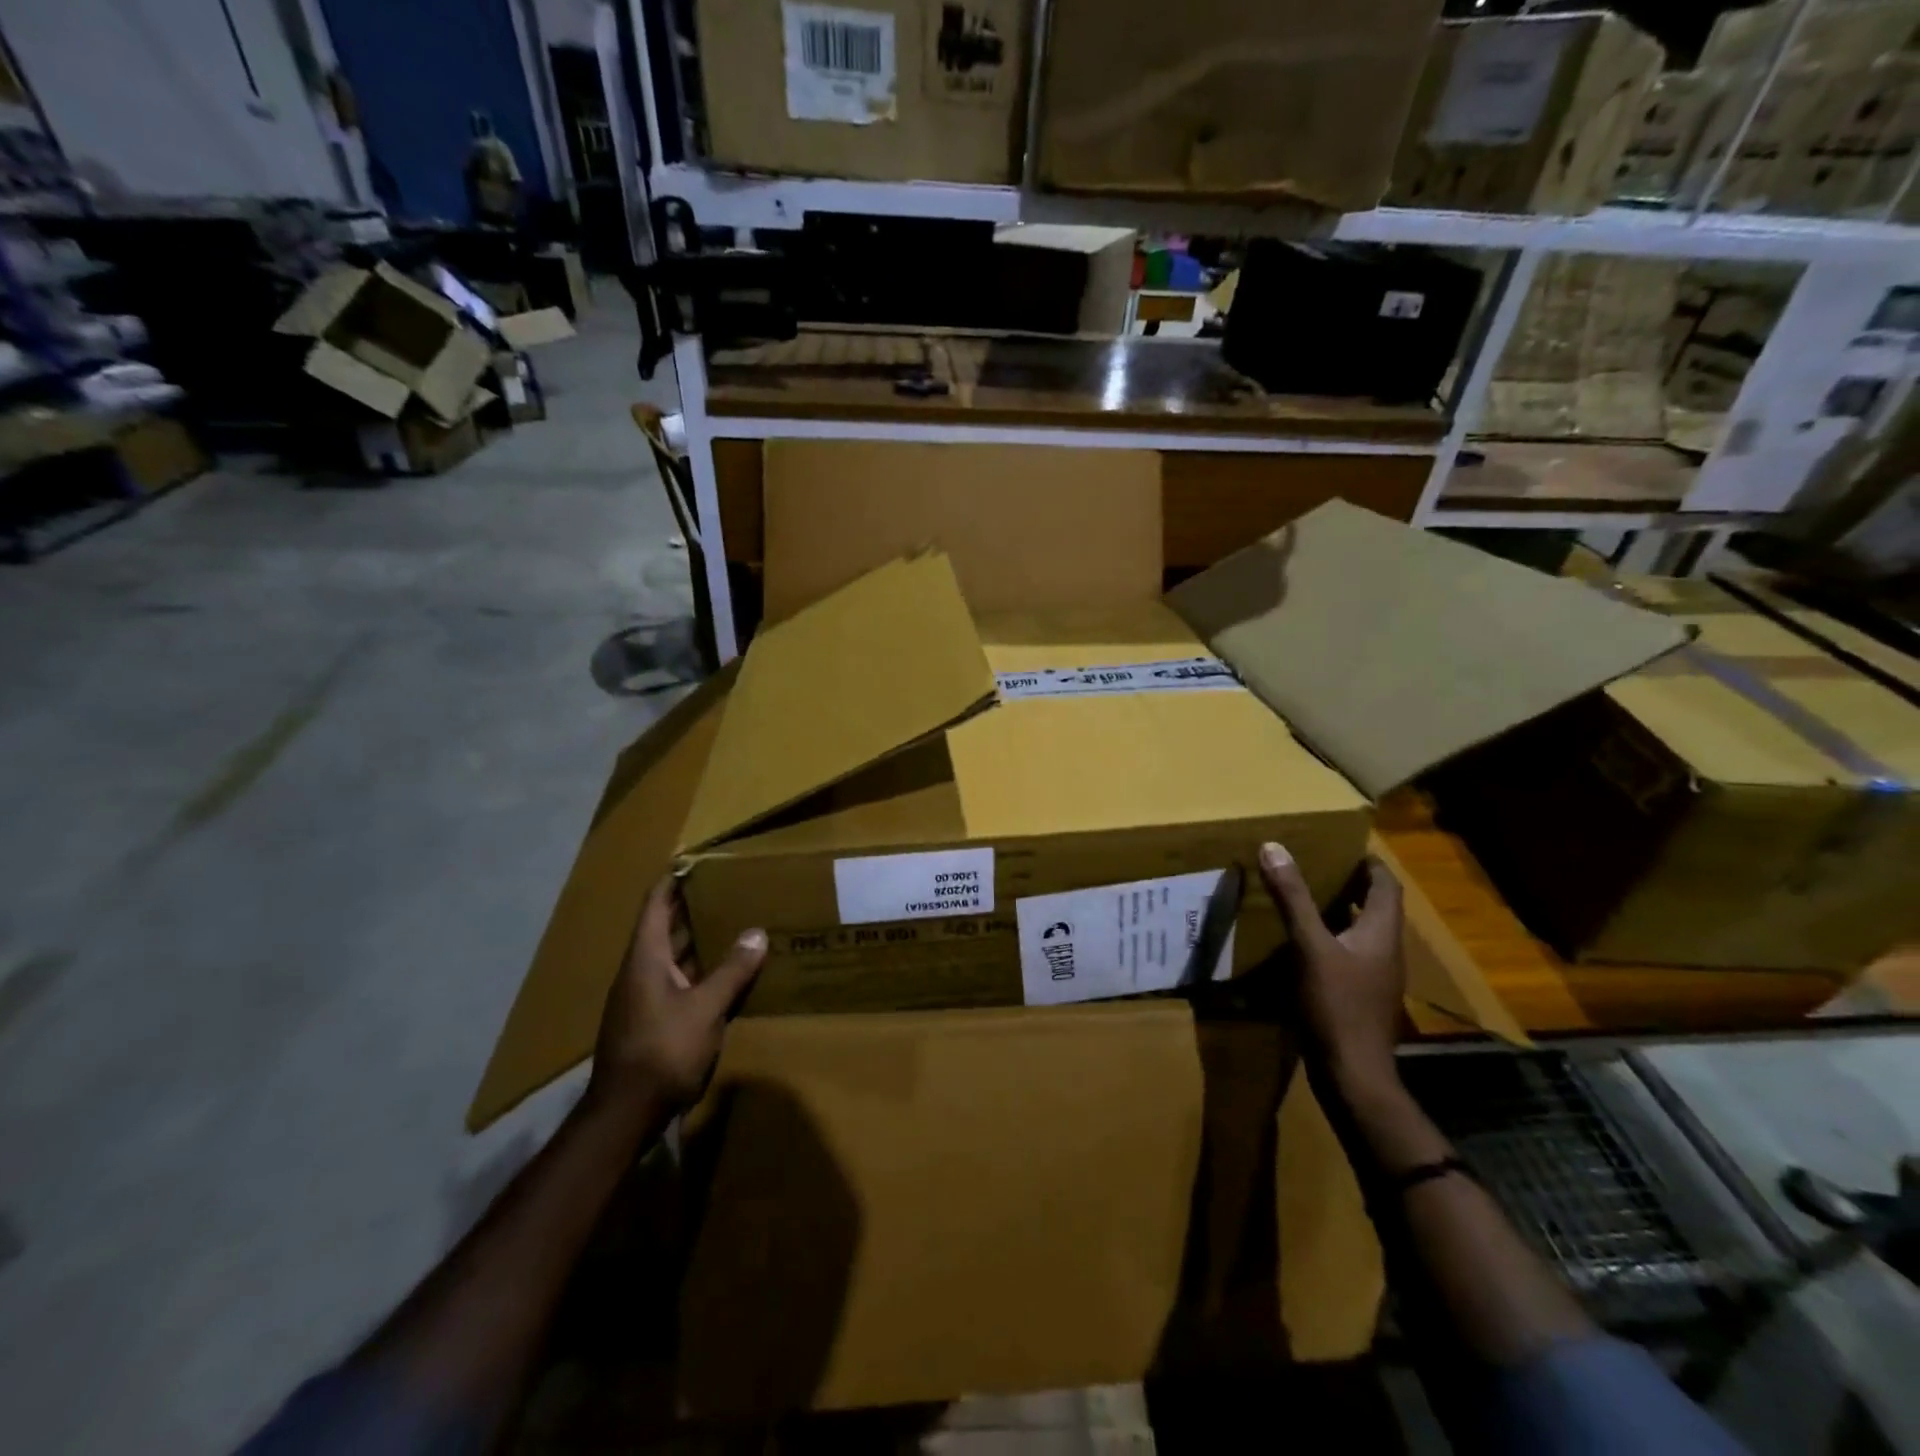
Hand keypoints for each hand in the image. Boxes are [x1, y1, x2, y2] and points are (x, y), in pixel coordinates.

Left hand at [588, 878, 766, 1115]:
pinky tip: (724, 974)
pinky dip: (698, 970)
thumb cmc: (663, 1050)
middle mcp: (639, 972)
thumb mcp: (705, 1008)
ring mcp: (642, 998)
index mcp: (645, 958)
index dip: (672, 881)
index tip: (693, 861)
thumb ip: (731, 970)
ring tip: (731, 923)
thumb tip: (757, 933)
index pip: (655, 905)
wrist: (625, 1114)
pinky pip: (677, 982)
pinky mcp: (651, 1021)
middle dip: (691, 908)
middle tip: (726, 889)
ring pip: (671, 957)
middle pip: (663, 928)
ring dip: (696, 940)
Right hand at [1258, 842, 1404, 1092]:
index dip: (1369, 862)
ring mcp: (1374, 977)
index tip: (1341, 844)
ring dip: (1338, 911)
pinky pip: (1348, 955)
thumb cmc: (1336, 1006)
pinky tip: (1301, 943)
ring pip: (1361, 932)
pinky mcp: (1359, 996)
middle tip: (1314, 865)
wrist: (1352, 1074)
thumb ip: (1293, 898)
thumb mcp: (1310, 946)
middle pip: (1375, 907)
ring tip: (1302, 897)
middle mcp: (1385, 951)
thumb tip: (1273, 847)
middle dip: (1349, 883)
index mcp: (1382, 933)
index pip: (1386, 885)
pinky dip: (1329, 938)